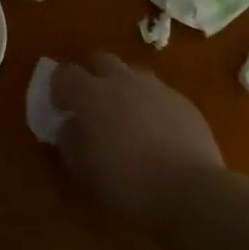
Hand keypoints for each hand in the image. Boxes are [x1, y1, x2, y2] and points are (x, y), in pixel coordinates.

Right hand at [52, 54, 224, 229]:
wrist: (189, 190)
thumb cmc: (126, 181)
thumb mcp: (82, 168)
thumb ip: (69, 140)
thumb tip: (71, 126)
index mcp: (91, 94)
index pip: (64, 73)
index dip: (59, 88)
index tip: (62, 109)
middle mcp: (122, 81)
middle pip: (100, 60)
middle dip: (92, 76)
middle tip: (92, 104)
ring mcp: (156, 89)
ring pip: (132, 73)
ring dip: (123, 87)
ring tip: (126, 115)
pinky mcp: (183, 102)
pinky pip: (159, 94)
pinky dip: (151, 105)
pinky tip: (157, 133)